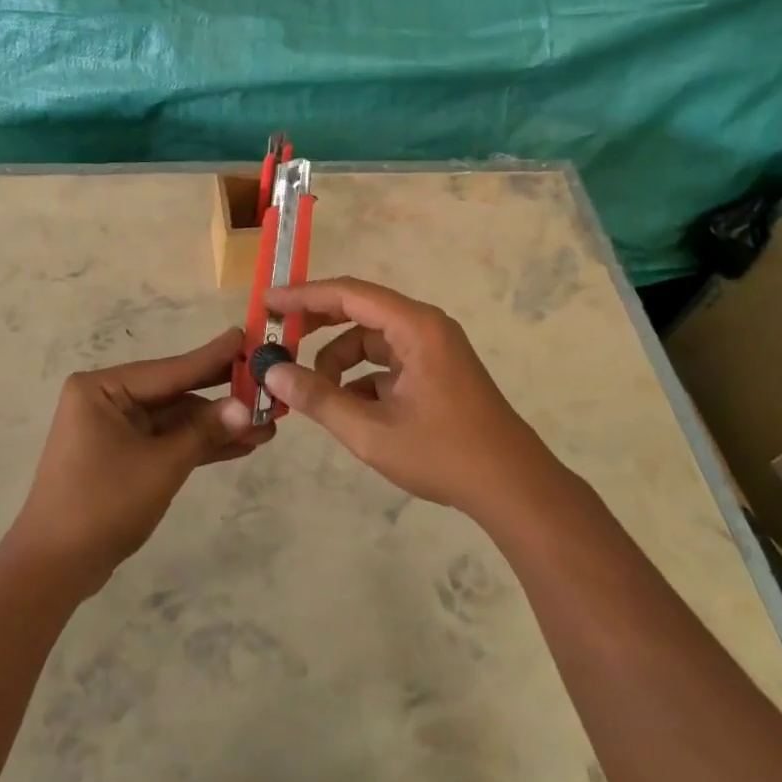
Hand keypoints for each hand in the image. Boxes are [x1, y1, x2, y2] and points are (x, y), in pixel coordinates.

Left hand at [6, 327, 268, 594]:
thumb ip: (204, 432)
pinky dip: (197, 445)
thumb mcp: (161, 465)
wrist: (54, 568)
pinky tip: (240, 446)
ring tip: (267, 427)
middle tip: (267, 384)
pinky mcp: (123, 456)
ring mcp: (114, 429)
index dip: (213, 358)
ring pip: (175, 420)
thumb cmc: (103, 504)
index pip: (170, 369)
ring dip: (216, 426)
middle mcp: (107, 400)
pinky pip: (166, 442)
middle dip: (221, 396)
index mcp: (102, 389)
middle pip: (175, 393)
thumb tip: (246, 407)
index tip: (247, 337)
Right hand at [262, 278, 564, 525]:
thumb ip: (318, 398)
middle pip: (359, 309)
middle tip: (278, 337)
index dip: (304, 296)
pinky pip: (387, 362)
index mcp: (415, 327)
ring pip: (371, 340)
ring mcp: (433, 350)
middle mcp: (425, 327)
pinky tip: (347, 410)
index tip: (267, 303)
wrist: (514, 488)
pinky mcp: (436, 372)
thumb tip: (272, 373)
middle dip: (317, 323)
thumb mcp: (371, 430)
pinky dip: (361, 379)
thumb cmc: (444, 454)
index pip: (349, 293)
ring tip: (314, 393)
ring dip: (339, 360)